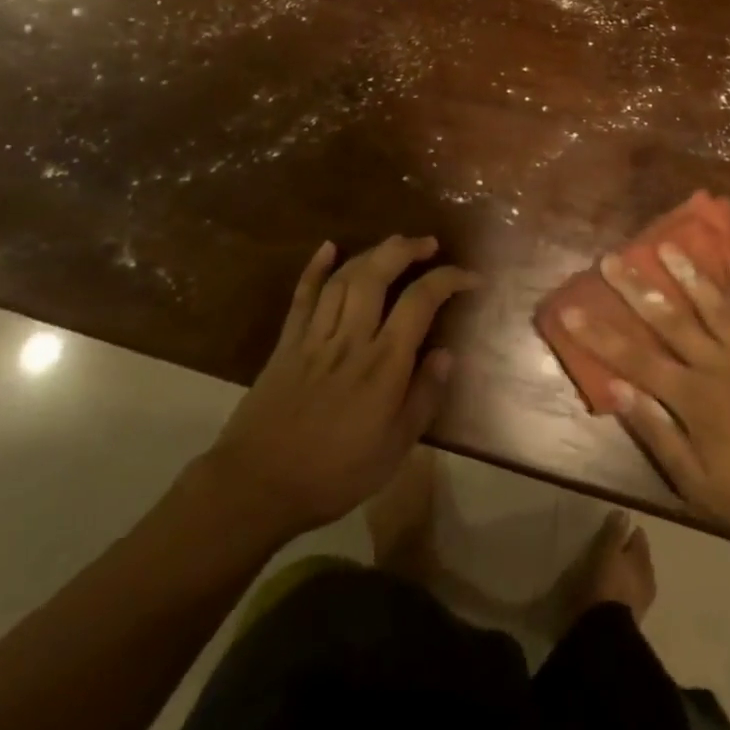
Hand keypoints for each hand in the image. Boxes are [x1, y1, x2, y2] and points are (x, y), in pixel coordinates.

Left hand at [183, 237, 478, 549]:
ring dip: (372, 252)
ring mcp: (316, 335)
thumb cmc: (334, 473)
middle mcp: (352, 337)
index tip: (472, 277)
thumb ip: (424, 397)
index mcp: (384, 363)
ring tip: (394, 245)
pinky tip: (328, 247)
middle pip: (379, 273)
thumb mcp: (394, 449)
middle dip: (406, 249)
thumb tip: (447, 354)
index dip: (449, 279)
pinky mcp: (288, 341)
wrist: (258, 485)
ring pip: (345, 276)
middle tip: (428, 244)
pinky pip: (304, 295)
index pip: (421, 301)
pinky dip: (316, 267)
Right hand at [557, 251, 729, 556]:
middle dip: (637, 288)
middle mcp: (718, 365)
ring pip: (716, 306)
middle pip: (670, 320)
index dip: (600, 335)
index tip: (571, 310)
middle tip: (613, 258)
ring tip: (668, 245)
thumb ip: (656, 432)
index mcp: (692, 398)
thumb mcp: (695, 482)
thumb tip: (616, 390)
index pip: (635, 359)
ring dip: (690, 274)